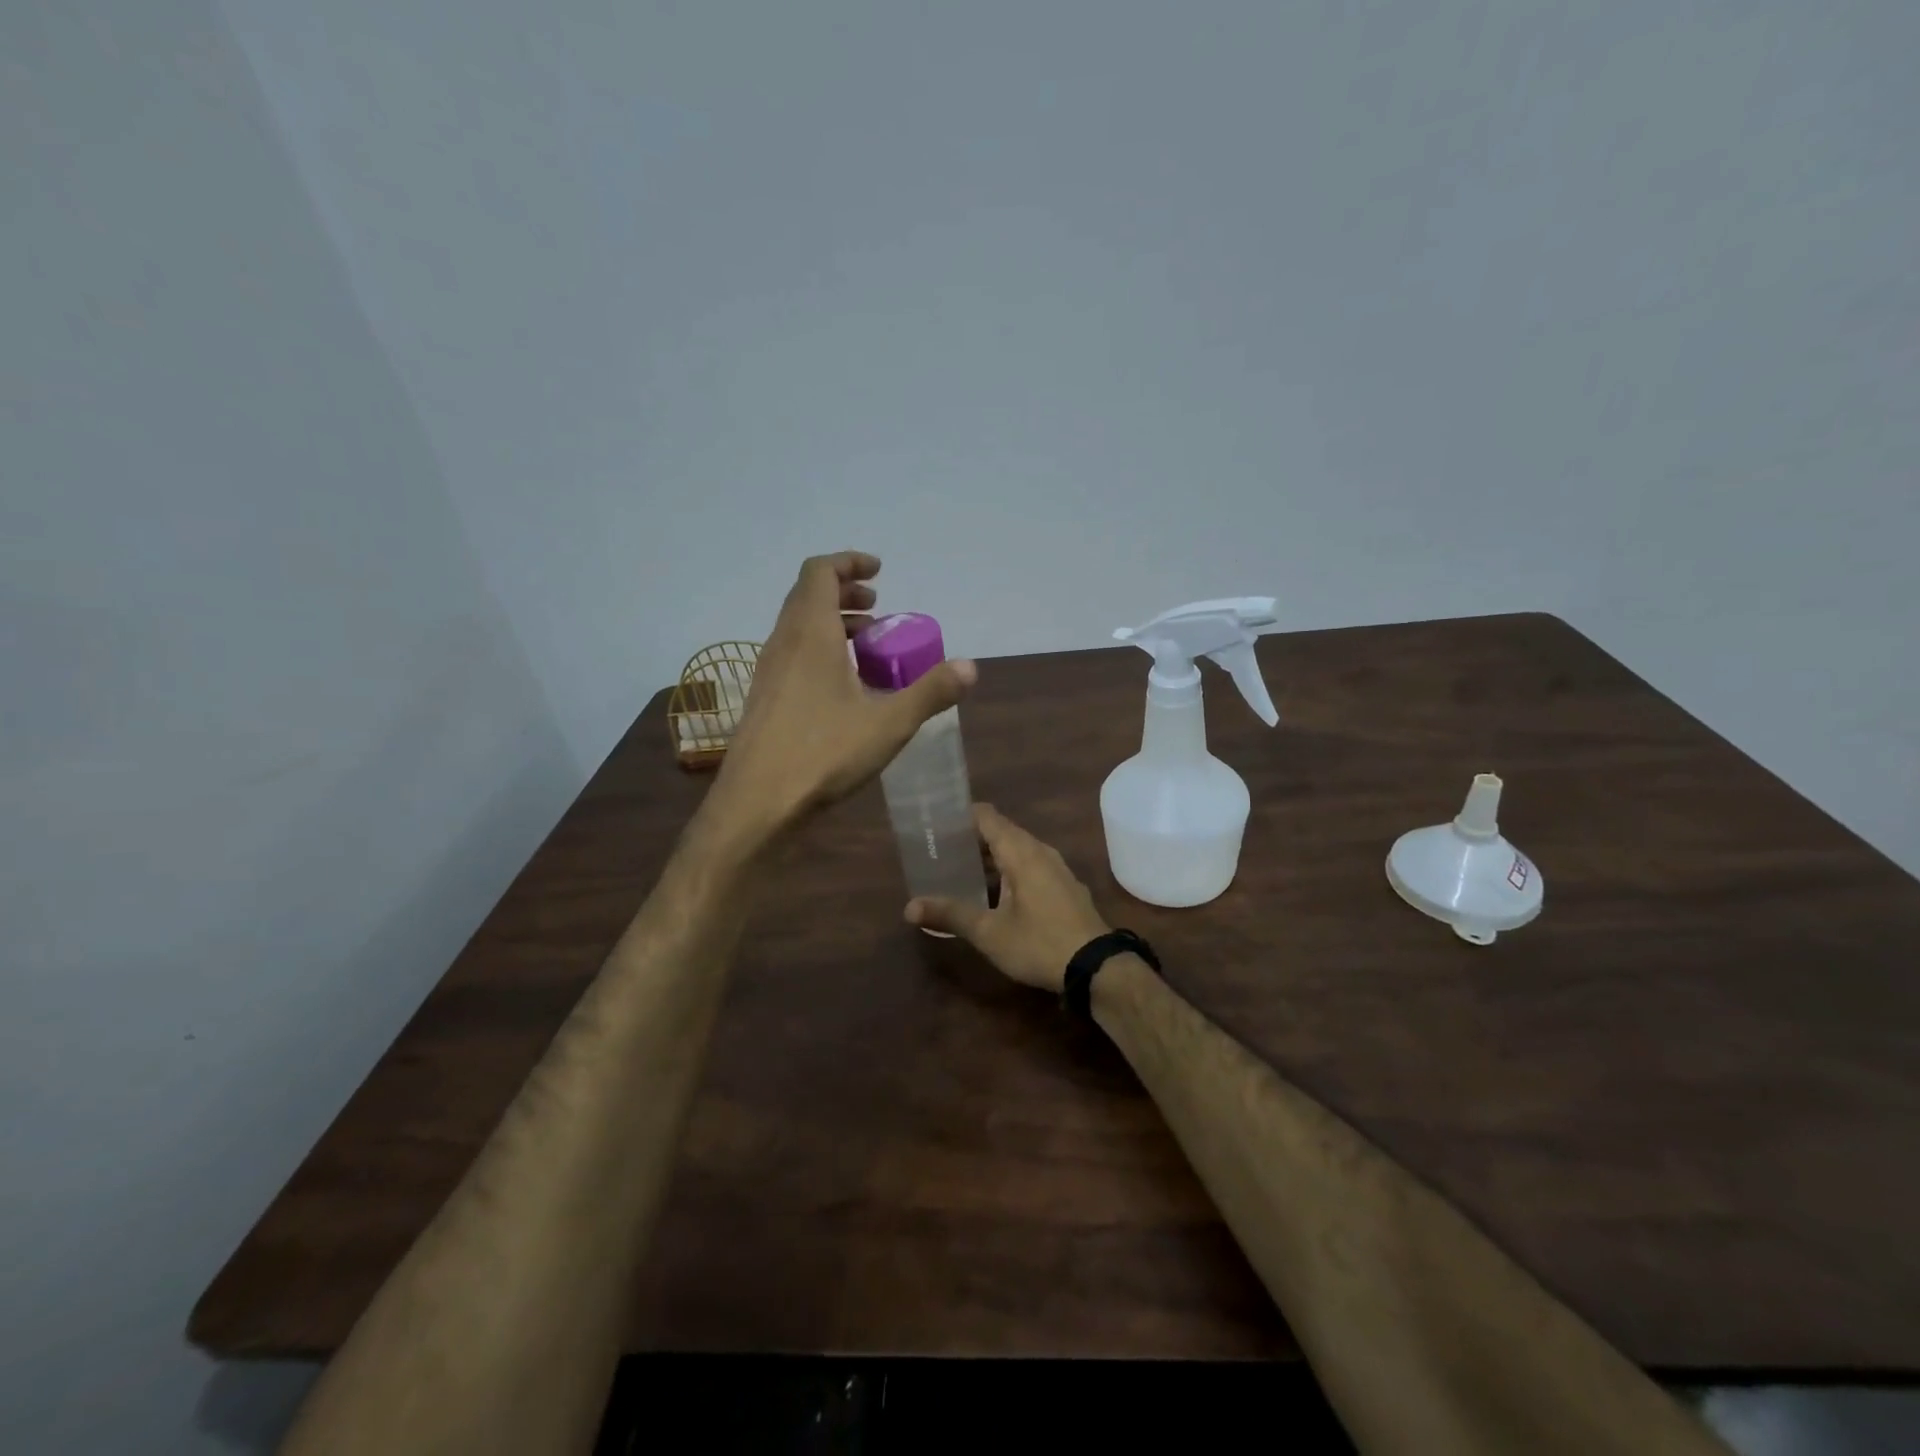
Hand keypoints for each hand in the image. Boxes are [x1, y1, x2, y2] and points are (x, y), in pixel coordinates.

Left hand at [710, 551, 975, 834]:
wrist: (757, 804)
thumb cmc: (823, 754)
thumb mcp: (889, 723)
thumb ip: (930, 692)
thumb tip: (970, 667)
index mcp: (809, 634)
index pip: (820, 571)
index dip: (849, 562)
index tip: (880, 572)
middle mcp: (783, 643)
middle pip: (808, 595)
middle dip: (844, 592)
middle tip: (878, 609)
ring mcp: (768, 671)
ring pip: (798, 627)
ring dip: (832, 623)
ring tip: (867, 646)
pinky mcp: (763, 698)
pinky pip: (792, 655)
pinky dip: (819, 651)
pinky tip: (843, 688)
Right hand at [905, 804, 1110, 992]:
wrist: (1097, 968)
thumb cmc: (1039, 943)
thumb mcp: (989, 932)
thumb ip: (951, 914)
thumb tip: (908, 907)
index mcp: (1021, 851)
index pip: (986, 816)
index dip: (960, 816)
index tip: (935, 825)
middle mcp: (1040, 851)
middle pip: (1001, 832)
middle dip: (970, 840)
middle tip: (939, 852)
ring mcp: (1056, 869)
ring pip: (1017, 851)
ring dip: (990, 858)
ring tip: (960, 872)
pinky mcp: (1065, 888)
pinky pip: (1030, 867)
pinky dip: (1008, 872)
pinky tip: (994, 895)